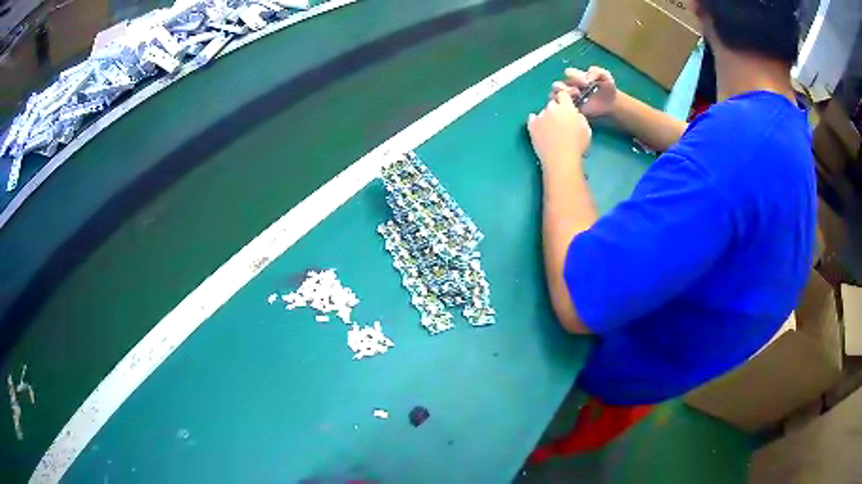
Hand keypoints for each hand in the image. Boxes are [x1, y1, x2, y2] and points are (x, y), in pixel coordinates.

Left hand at [527, 90, 590, 169]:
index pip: (563, 95)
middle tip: (560, 123)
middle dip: (556, 110)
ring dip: (546, 118)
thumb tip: (574, 114)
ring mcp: (540, 116)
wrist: (561, 159)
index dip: (564, 100)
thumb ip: (578, 117)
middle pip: (552, 104)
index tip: (566, 106)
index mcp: (567, 107)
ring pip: (543, 112)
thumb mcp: (586, 129)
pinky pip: (532, 118)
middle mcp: (552, 108)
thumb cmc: (577, 146)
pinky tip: (540, 131)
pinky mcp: (531, 125)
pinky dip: (536, 122)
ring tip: (550, 131)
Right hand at [550, 66, 616, 117]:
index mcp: (576, 77)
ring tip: (575, 102)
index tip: (587, 83)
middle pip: (556, 85)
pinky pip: (559, 109)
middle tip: (578, 93)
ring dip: (562, 99)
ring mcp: (568, 99)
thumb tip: (588, 76)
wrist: (611, 104)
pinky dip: (563, 109)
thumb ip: (597, 71)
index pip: (568, 73)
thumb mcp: (606, 76)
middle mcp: (569, 86)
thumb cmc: (607, 88)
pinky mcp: (570, 110)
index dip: (575, 76)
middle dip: (565, 88)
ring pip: (554, 97)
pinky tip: (576, 109)